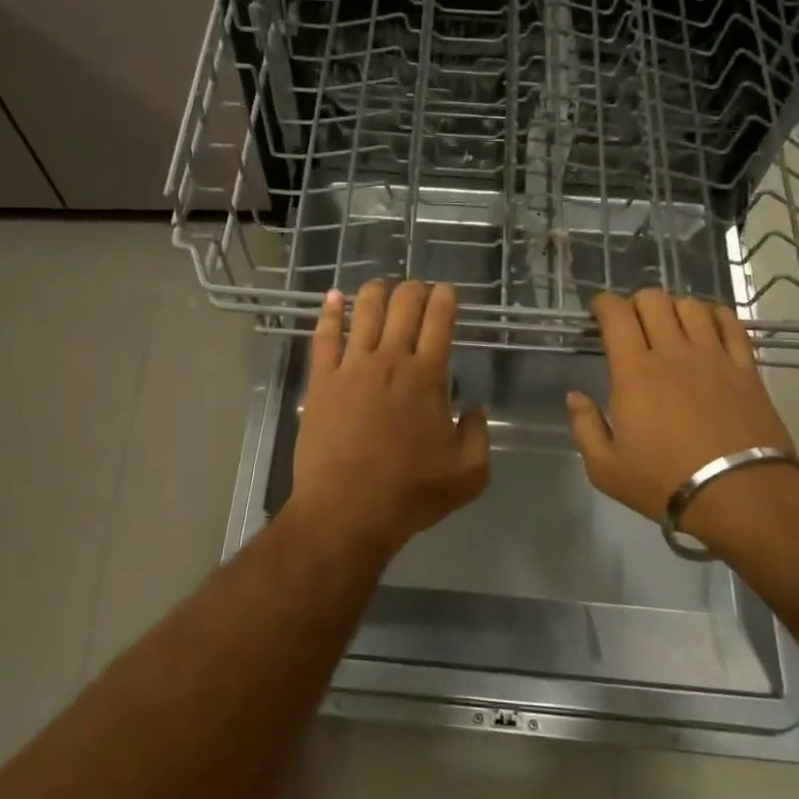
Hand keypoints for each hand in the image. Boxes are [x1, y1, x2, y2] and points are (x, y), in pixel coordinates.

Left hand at [288, 280, 490, 562]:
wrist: (347, 510)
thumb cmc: (410, 494)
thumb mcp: (468, 474)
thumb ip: (478, 434)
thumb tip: (473, 408)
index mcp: (428, 376)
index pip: (439, 320)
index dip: (445, 298)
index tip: (447, 291)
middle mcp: (390, 360)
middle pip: (403, 305)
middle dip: (414, 289)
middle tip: (418, 290)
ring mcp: (351, 366)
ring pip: (364, 310)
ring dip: (376, 291)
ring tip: (382, 287)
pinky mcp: (321, 380)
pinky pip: (324, 335)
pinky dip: (330, 312)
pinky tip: (333, 298)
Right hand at [566, 289, 798, 551]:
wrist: (741, 496)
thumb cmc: (665, 482)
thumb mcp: (605, 468)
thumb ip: (585, 426)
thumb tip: (575, 395)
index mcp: (634, 373)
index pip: (616, 315)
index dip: (603, 304)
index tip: (597, 312)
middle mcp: (673, 353)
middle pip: (653, 300)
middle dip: (635, 303)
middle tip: (631, 323)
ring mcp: (713, 357)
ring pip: (691, 306)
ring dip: (673, 307)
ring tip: (669, 325)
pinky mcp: (745, 367)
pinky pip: (730, 323)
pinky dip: (714, 315)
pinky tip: (707, 327)